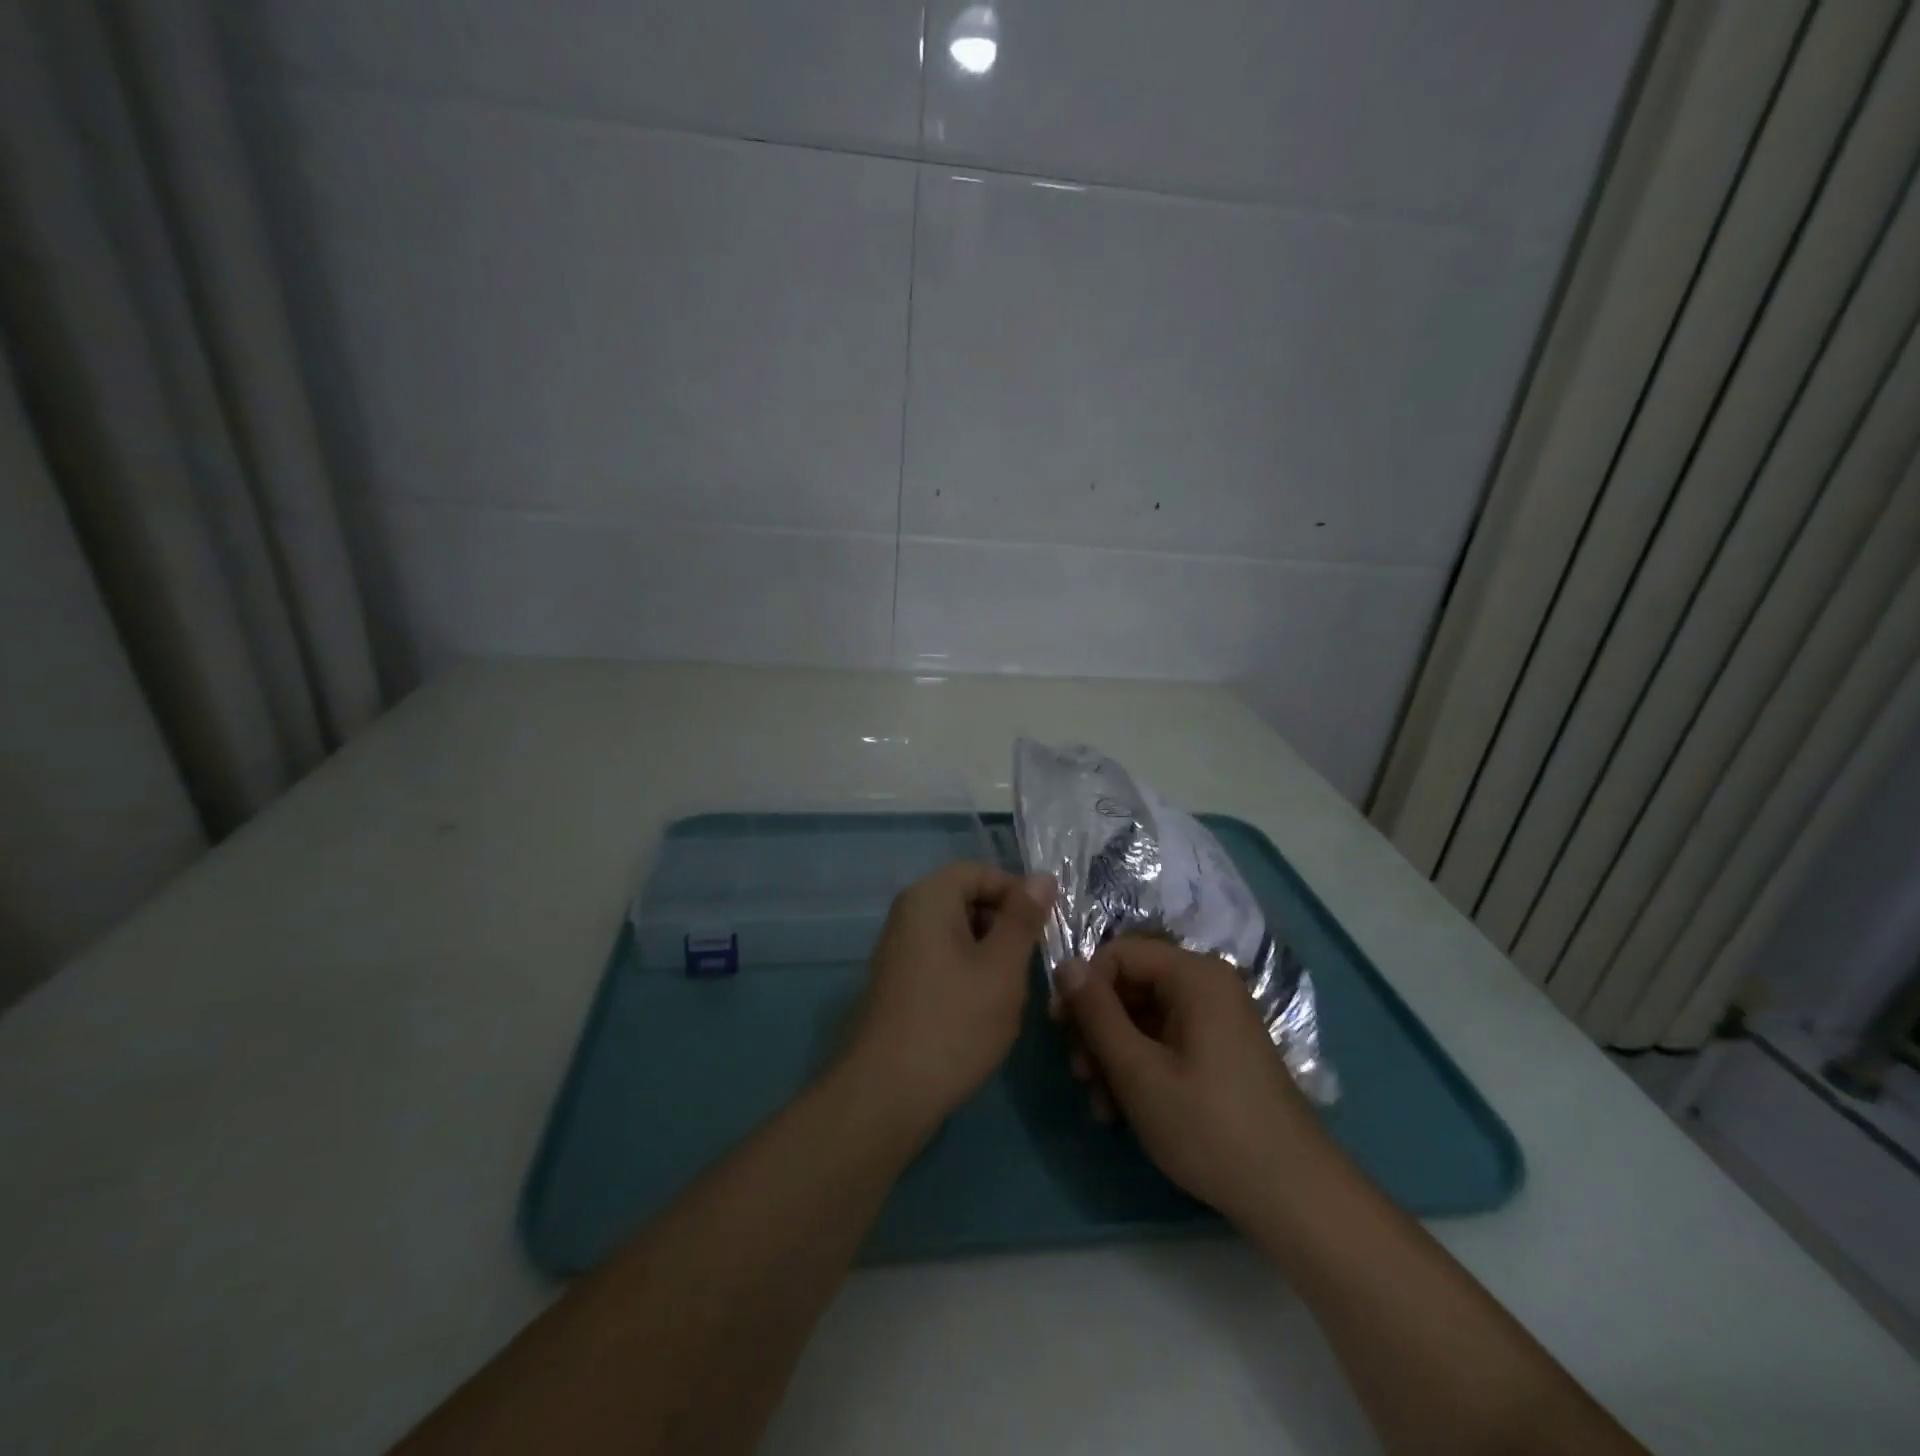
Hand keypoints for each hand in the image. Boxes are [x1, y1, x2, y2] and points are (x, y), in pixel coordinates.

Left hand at [843, 862, 1054, 1129]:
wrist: (886, 1094)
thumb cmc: (953, 1023)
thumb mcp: (1002, 967)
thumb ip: (1023, 919)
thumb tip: (1042, 877)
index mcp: (929, 898)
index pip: (981, 872)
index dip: (1017, 893)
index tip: (1045, 930)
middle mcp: (908, 915)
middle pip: (968, 901)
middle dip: (1005, 928)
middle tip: (1029, 967)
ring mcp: (899, 950)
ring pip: (959, 935)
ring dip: (990, 957)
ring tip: (1008, 996)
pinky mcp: (900, 983)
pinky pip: (943, 961)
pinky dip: (969, 977)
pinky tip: (982, 1014)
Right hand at [1060, 938, 1325, 1222]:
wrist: (1293, 1197)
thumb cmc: (1209, 1127)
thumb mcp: (1138, 1071)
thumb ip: (1096, 1014)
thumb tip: (1064, 964)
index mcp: (1194, 975)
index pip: (1118, 954)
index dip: (1084, 987)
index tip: (1060, 1030)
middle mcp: (1206, 986)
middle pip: (1129, 986)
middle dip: (1097, 1030)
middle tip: (1080, 1076)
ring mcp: (1215, 1020)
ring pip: (1142, 1018)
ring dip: (1113, 1056)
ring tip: (1100, 1106)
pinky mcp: (1218, 1051)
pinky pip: (1164, 1041)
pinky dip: (1139, 1068)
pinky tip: (1122, 1111)